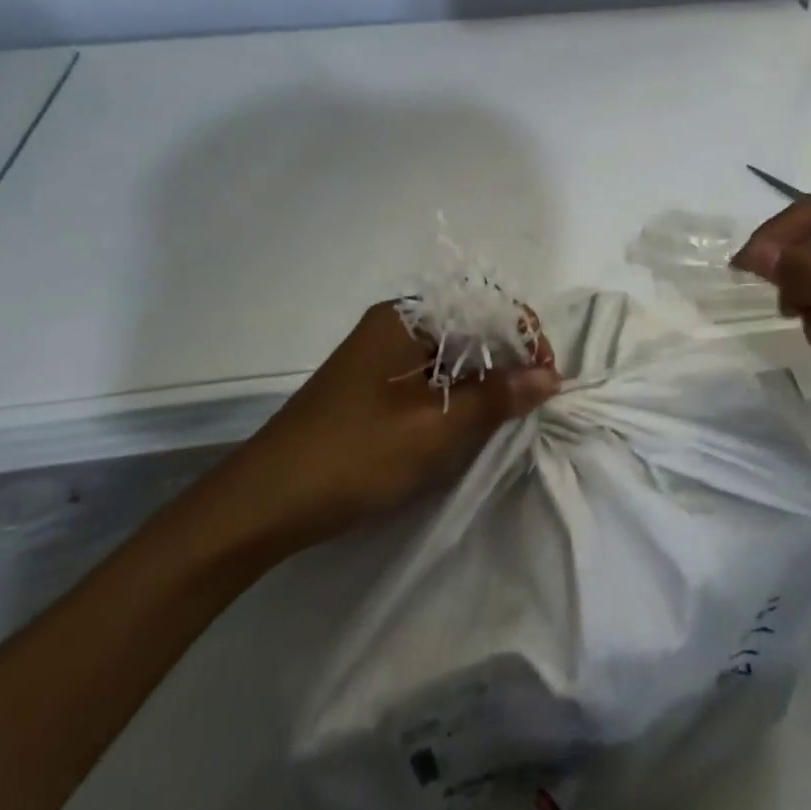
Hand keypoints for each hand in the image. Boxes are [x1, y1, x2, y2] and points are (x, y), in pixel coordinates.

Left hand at [226, 303, 561, 551]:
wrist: (261, 505)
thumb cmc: (352, 455)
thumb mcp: (433, 428)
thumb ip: (495, 396)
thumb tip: (550, 376)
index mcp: (405, 317)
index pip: (484, 304)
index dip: (524, 336)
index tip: (547, 379)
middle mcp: (394, 325)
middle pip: (469, 325)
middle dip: (508, 357)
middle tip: (534, 400)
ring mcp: (381, 356)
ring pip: (451, 354)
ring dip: (484, 378)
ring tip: (509, 414)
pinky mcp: (373, 387)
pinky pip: (430, 376)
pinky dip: (457, 394)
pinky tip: (470, 422)